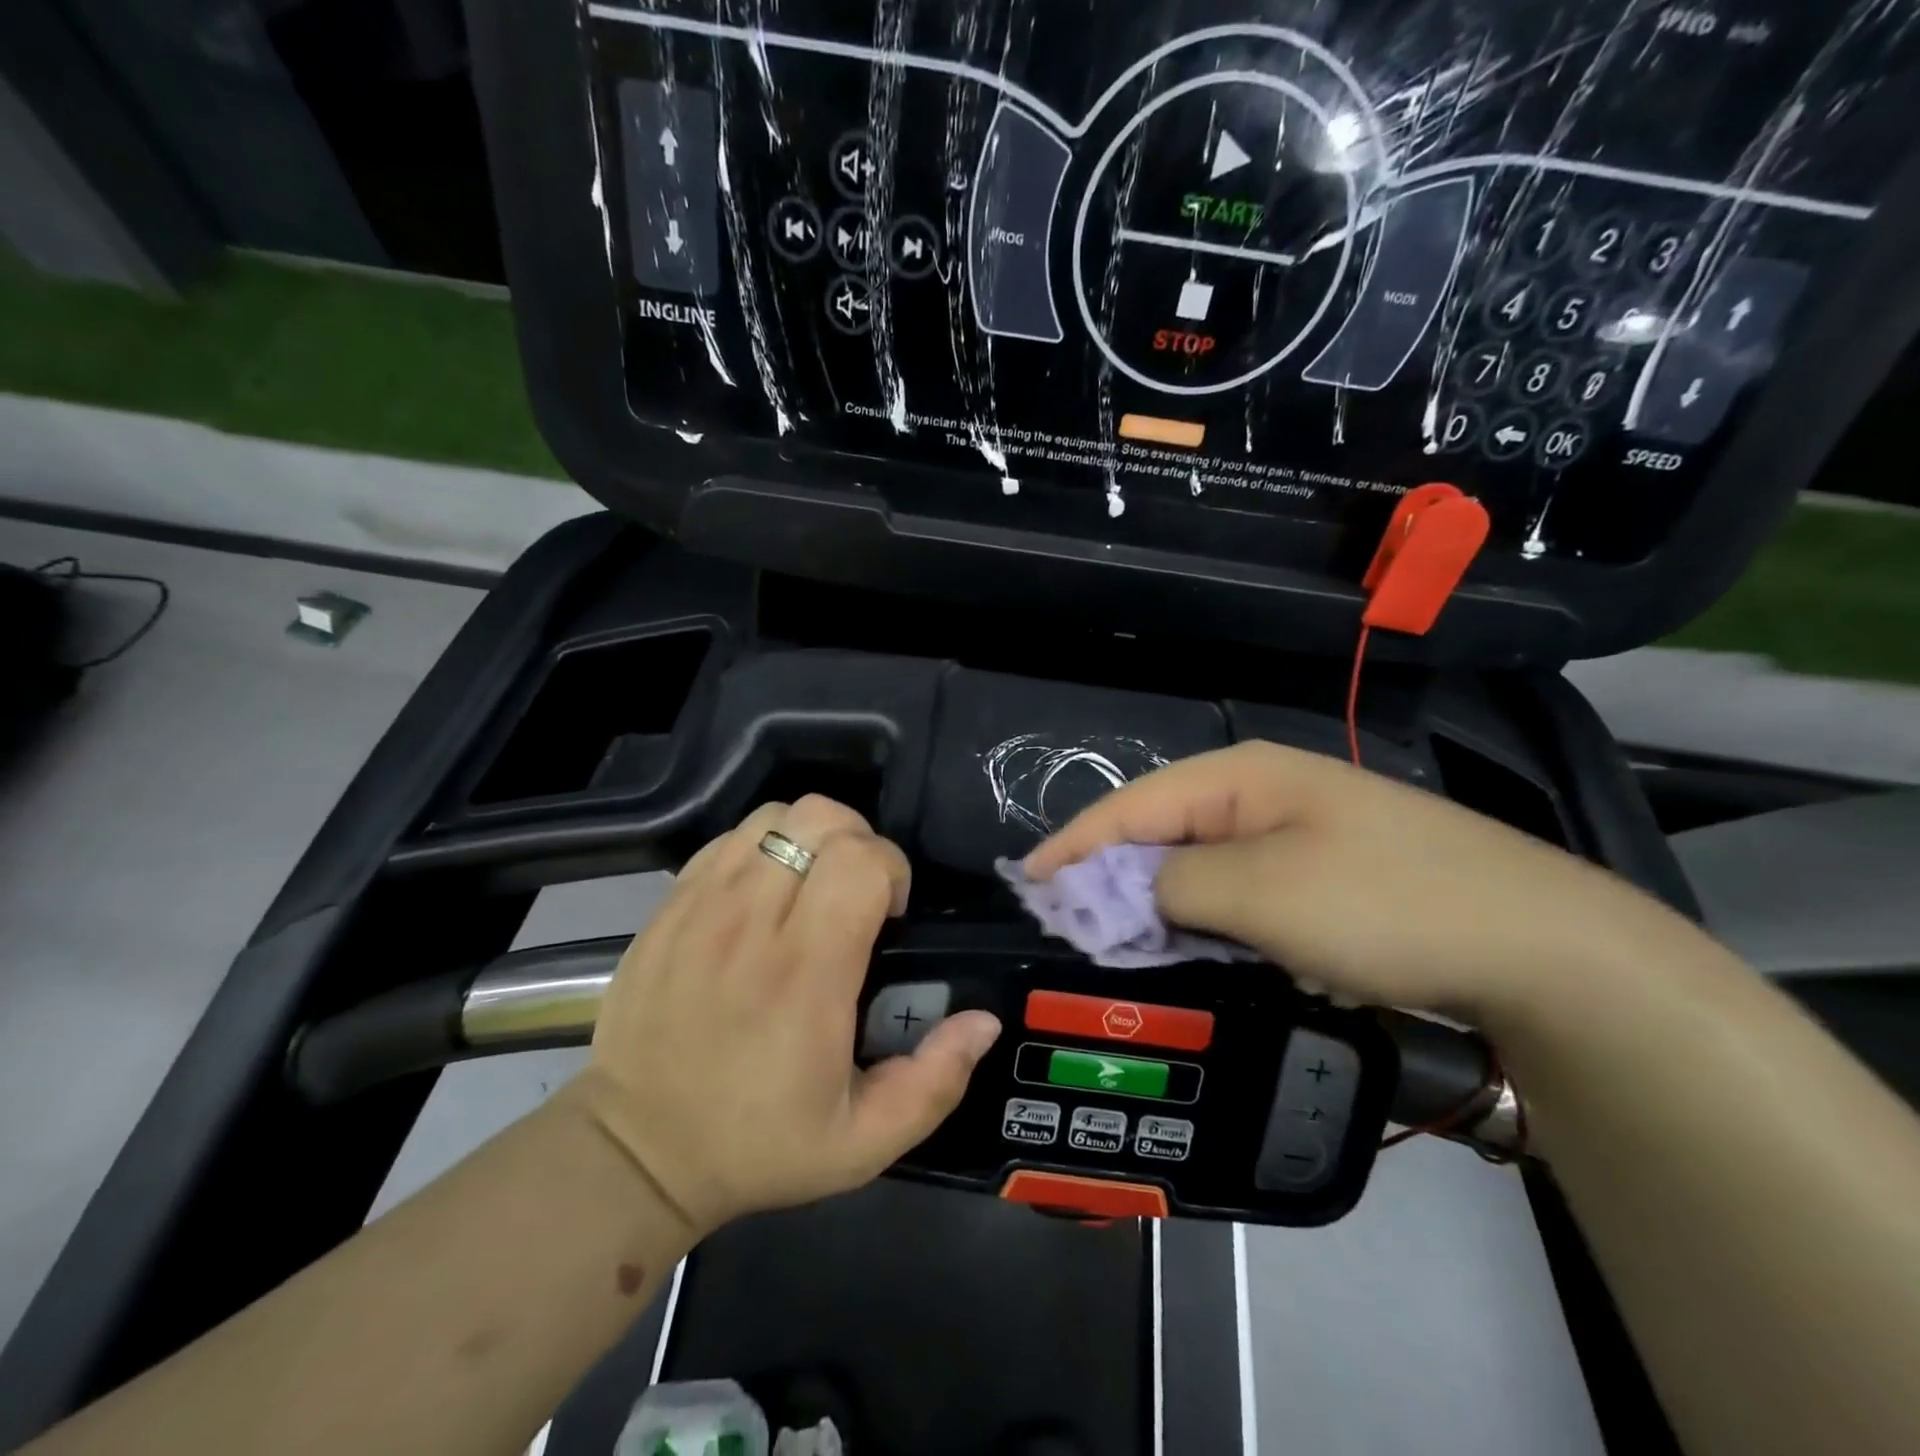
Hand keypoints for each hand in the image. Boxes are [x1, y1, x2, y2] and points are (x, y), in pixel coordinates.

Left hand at [567, 796, 1001, 1236]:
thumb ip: (935, 1082)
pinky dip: (763, 846)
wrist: (635, 1150)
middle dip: (859, 842)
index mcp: (806, 973)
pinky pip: (729, 838)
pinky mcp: (670, 904)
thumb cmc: (756, 1144)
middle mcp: (752, 923)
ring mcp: (703, 905)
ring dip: (811, 838)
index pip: (860, 861)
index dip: (892, 869)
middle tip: (858, 894)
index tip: (890, 913)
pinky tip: (766, 893)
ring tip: (814, 887)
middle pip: (820, 819)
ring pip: (774, 816)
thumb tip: (984, 1021)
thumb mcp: (863, 1143)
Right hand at [1025, 741, 1716, 1028]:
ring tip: (1117, 944)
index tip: (1025, 887)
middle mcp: (1262, 794)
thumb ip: (1170, 885)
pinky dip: (1207, 921)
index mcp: (1240, 777)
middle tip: (1066, 926)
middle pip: (1160, 833)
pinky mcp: (1323, 876)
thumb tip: (1120, 891)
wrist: (1541, 947)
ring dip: (1158, 905)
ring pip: (1199, 867)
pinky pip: (1239, 893)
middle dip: (1110, 878)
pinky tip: (1197, 950)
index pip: (1130, 806)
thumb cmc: (1383, 903)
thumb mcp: (1258, 892)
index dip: (1073, 846)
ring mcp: (1297, 833)